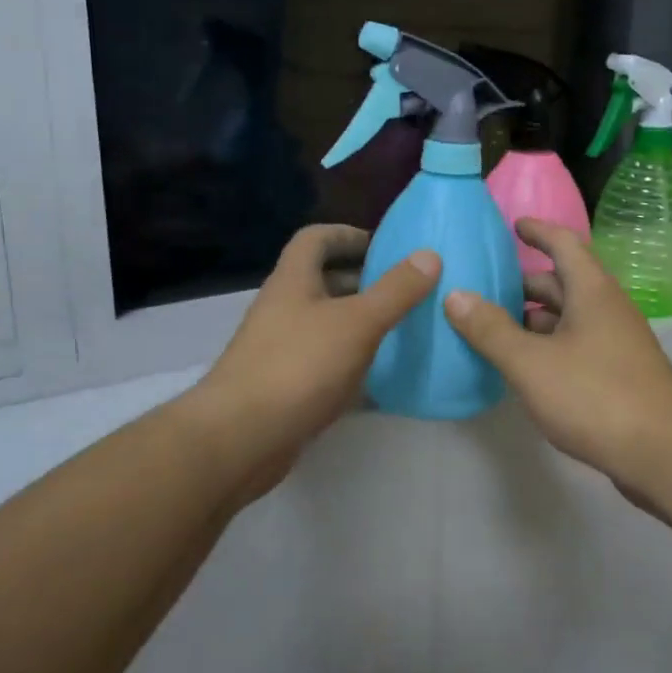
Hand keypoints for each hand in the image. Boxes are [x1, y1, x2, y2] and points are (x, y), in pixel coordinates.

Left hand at [187, 225, 438, 500]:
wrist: (241, 438)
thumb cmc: (299, 366)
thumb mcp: (357, 322)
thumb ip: (395, 290)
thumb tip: (429, 255)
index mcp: (293, 281)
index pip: (316, 239)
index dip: (349, 234)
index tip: (387, 247)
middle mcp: (284, 308)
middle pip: (323, 281)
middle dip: (364, 281)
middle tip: (407, 290)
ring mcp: (282, 349)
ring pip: (327, 324)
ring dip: (361, 323)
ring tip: (403, 328)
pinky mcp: (287, 386)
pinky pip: (326, 363)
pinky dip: (354, 363)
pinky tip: (384, 377)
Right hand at [443, 218, 671, 497]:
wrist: (664, 452)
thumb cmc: (595, 395)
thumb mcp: (531, 363)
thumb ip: (490, 330)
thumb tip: (455, 295)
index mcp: (591, 292)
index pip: (564, 244)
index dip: (538, 231)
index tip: (512, 226)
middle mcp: (607, 309)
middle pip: (563, 282)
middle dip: (525, 283)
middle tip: (485, 287)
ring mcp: (616, 343)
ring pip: (569, 318)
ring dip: (534, 318)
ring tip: (493, 327)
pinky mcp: (618, 375)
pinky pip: (575, 346)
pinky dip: (547, 346)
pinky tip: (523, 366)